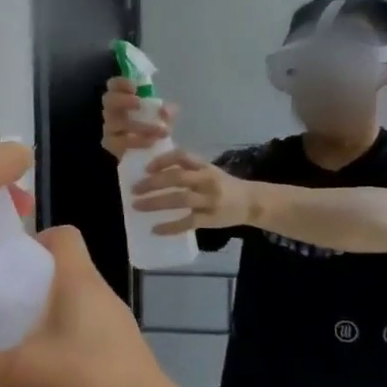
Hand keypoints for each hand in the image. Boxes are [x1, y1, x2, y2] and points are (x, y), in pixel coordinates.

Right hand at [0, 228, 174, 386]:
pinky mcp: (118, 356)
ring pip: (73, 305)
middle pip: (63, 270)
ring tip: (10, 338)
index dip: (35, 239)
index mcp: (79, 280)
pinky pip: (83, 335)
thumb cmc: (86, 380)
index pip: (63, 235)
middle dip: (28, 282)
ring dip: (45, 315)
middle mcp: (100, 294)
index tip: (5, 263)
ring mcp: (113, 326)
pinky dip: (61, 343)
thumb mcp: (21, 374)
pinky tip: (38, 371)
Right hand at [101, 77, 178, 159]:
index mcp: (122, 97)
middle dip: (123, 100)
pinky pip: (120, 142)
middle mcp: (112, 111)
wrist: (148, 151)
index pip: (114, 85)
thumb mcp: (162, 116)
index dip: (121, 83)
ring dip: (139, 125)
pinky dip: (137, 141)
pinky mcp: (111, 144)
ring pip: (114, 123)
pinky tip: (151, 142)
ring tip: (160, 130)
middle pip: (108, 100)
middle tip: (138, 103)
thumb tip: (166, 111)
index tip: (134, 87)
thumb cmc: (152, 126)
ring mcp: (109, 128)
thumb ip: (165, 111)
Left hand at [132, 150, 255, 233]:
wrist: (252, 202)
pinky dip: (170, 227)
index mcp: (204, 166)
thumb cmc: (224, 185)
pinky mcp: (211, 219)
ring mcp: (209, 200)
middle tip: (134, 189)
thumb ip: (187, 169)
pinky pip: (188, 222)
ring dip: (156, 202)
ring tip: (137, 206)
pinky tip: (154, 229)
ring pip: (180, 199)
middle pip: (177, 178)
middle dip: (153, 183)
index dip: (162, 160)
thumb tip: (153, 170)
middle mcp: (207, 180)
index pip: (182, 157)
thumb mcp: (208, 170)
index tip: (145, 168)